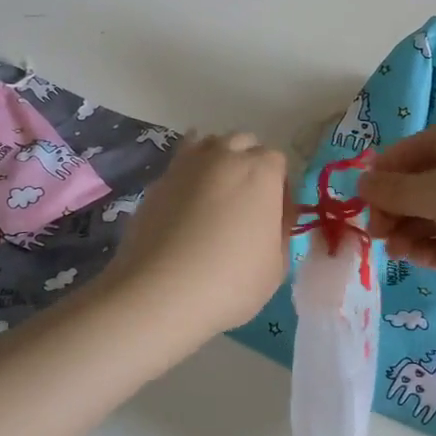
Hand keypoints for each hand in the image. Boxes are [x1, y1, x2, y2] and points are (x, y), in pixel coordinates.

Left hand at [107, 131, 290, 340]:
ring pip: (207, 145)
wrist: (161, 291)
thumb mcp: (277, 265)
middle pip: (242, 144)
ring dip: (216, 163)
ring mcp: (185, 165)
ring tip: (214, 199)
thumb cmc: (231, 280)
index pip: (277, 162)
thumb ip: (279, 231)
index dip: (279, 189)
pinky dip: (187, 179)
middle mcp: (224, 156)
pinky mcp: (156, 182)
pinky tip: (185, 208)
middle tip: (245, 205)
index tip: (274, 217)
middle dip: (248, 165)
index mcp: (261, 171)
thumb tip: (272, 218)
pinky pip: (179, 167)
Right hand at [358, 125, 435, 325]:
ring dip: (407, 229)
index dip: (390, 165)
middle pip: (424, 183)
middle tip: (375, 229)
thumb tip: (362, 182)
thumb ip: (395, 189)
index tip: (365, 191)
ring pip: (434, 216)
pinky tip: (412, 258)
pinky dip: (427, 248)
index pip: (422, 145)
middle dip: (395, 204)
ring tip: (392, 249)